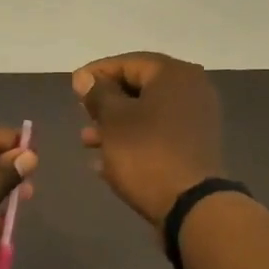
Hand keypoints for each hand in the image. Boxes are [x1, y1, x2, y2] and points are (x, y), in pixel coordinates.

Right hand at [72, 52, 223, 228]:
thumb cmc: (146, 154)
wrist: (190, 205)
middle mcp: (191, 90)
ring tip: (87, 141)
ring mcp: (196, 120)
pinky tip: (105, 161)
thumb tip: (85, 77)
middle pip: (139, 87)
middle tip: (81, 114)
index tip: (72, 87)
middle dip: (106, 102)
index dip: (96, 73)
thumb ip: (97, 94)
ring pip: (146, 114)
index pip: (128, 62)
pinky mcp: (194, 147)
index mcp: (174, 75)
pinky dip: (132, 141)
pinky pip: (157, 135)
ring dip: (115, 125)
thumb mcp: (114, 120)